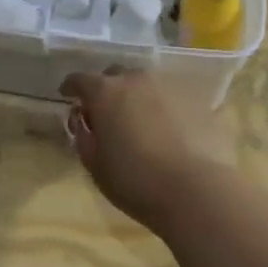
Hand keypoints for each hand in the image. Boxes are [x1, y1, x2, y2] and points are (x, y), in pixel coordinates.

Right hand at [60, 68, 221, 230]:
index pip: (81, 80)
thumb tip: (83, 123)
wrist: (197, 191)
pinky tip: (170, 131)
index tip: (68, 96)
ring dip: (139, 98)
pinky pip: (173, 98)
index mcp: (106, 92)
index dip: (72, 87)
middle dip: (108, 90)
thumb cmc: (136, 182)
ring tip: (141, 122)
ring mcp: (171, 86)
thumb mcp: (96, 167)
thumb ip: (84, 139)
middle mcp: (138, 79)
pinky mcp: (199, 100)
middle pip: (116, 76)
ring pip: (147, 85)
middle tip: (107, 112)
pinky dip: (166, 109)